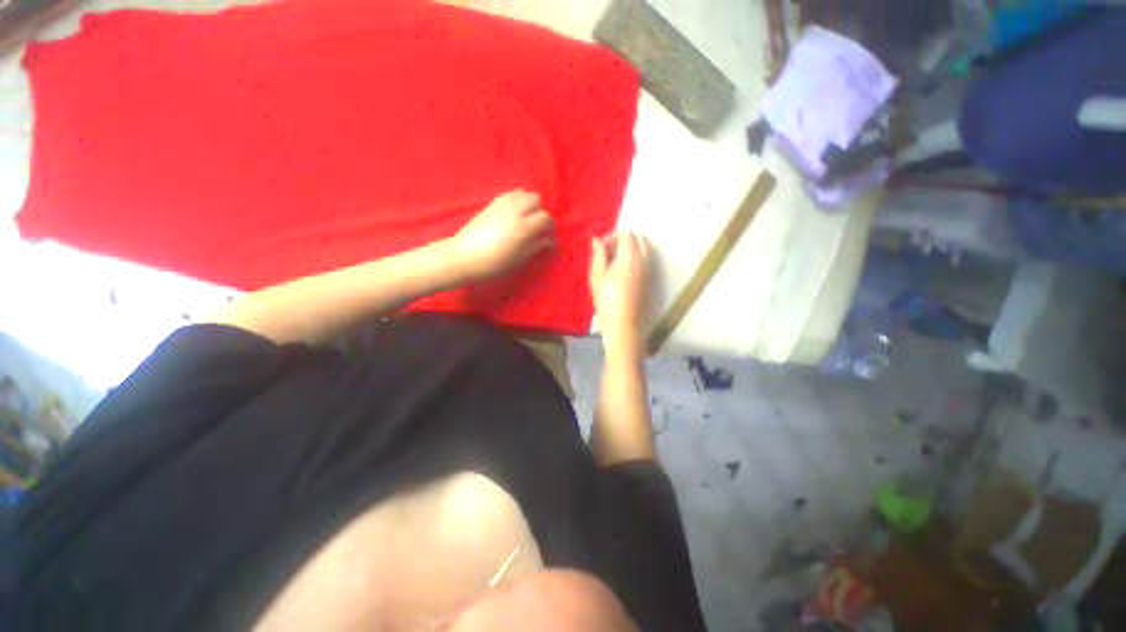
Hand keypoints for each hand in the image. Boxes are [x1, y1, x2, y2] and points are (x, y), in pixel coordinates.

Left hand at [448, 190, 555, 282]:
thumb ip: (536, 247)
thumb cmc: (494, 264)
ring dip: (529, 204)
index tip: (547, 238)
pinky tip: (513, 215)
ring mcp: (502, 204)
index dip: (549, 228)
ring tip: (525, 219)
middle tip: (536, 227)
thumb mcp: (519, 259)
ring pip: (524, 193)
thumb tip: (549, 241)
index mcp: (524, 227)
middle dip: (540, 211)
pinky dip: (517, 200)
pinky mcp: (492, 203)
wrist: (464, 257)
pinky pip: (511, 194)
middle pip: (536, 199)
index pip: (546, 218)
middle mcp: (516, 210)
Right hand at [589, 233, 650, 355]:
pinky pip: (647, 261)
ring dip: (632, 248)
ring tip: (615, 261)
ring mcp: (650, 270)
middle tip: (609, 251)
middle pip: (639, 239)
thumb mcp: (597, 275)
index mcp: (630, 256)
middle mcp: (644, 260)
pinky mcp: (651, 280)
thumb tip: (596, 239)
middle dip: (625, 240)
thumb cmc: (606, 299)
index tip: (602, 246)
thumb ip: (598, 254)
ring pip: (645, 249)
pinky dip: (637, 258)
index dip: (613, 236)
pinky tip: (624, 271)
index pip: (627, 235)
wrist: (623, 323)